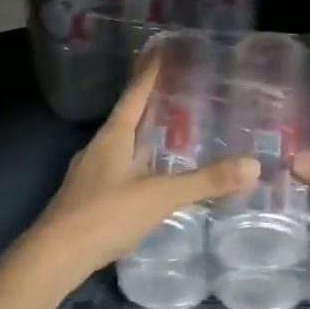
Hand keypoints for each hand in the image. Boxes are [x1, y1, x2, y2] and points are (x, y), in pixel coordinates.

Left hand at [24, 59, 259, 286]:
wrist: (55, 256)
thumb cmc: (106, 215)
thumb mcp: (160, 196)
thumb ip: (205, 182)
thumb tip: (253, 166)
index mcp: (113, 137)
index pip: (134, 96)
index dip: (148, 75)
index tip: (159, 52)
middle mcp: (98, 149)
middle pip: (127, 120)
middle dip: (150, 108)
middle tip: (179, 96)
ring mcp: (89, 175)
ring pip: (121, 148)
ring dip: (143, 140)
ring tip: (170, 138)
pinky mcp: (86, 200)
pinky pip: (117, 173)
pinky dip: (137, 168)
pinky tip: (150, 181)